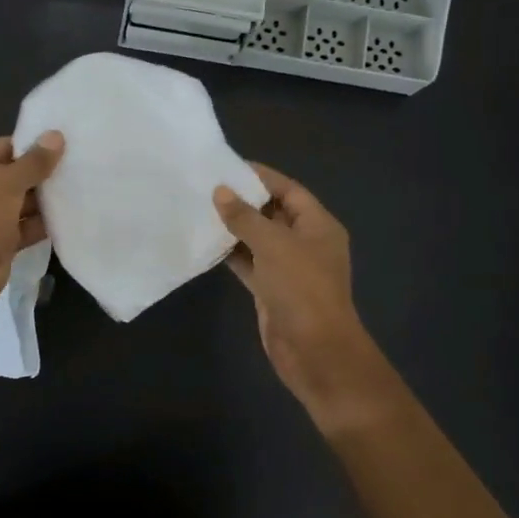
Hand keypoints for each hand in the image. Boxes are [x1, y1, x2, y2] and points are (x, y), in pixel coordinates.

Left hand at [0, 132, 63, 311]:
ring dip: (46, 199)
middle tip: (80, 163)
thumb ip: (34, 162)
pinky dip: (44, 223)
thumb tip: (56, 136)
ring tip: (82, 186)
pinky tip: (72, 215)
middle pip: (14, 175)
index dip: (32, 145)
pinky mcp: (0, 242)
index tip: (64, 142)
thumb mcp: (5, 183)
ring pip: (22, 203)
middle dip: (43, 173)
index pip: (3, 148)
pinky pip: (26, 227)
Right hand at [214, 165, 391, 429]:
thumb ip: (245, 217)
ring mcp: (288, 269)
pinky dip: (231, 254)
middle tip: (206, 186)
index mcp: (318, 225)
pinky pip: (249, 264)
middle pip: (273, 213)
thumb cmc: (301, 289)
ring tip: (200, 209)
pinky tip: (206, 243)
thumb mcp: (273, 245)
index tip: (228, 166)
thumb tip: (220, 191)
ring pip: (258, 240)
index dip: (261, 177)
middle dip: (243, 201)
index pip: (289, 190)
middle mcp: (305, 243)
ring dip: (234, 228)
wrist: (315, 351)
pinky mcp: (271, 290)